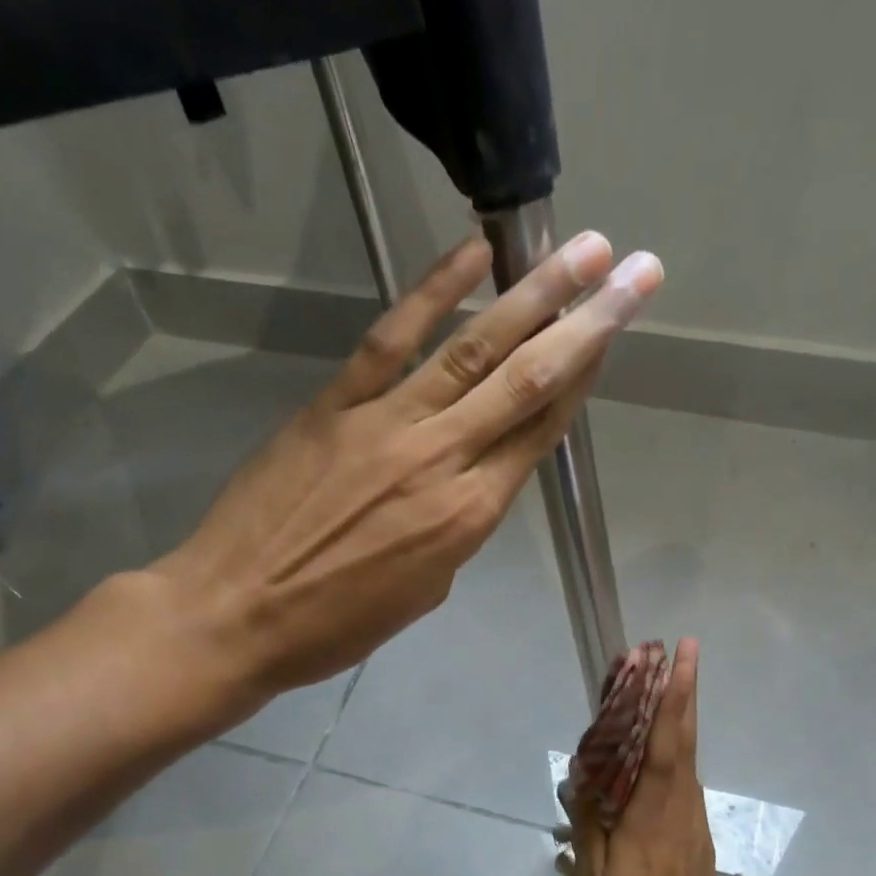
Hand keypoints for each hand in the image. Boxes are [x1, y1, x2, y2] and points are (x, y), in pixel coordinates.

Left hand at [147, 232, 663, 725]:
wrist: (238, 614)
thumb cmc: (337, 624)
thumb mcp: (424, 591)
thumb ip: (457, 527)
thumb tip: (469, 480)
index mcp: (469, 517)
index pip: (540, 433)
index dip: (583, 379)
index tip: (615, 332)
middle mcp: (442, 460)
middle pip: (527, 381)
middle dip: (589, 322)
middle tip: (637, 273)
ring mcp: (387, 424)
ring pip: (473, 350)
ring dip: (533, 295)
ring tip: (583, 251)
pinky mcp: (335, 405)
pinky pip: (392, 340)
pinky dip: (433, 292)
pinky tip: (473, 255)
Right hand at [564, 639, 733, 875]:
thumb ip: (590, 826)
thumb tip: (583, 777)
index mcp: (651, 821)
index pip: (663, 748)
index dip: (672, 700)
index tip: (679, 658)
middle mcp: (680, 813)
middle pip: (685, 742)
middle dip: (685, 692)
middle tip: (684, 649)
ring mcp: (694, 826)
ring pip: (689, 760)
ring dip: (680, 718)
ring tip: (665, 684)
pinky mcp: (697, 839)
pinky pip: (686, 784)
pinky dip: (676, 753)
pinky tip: (659, 748)